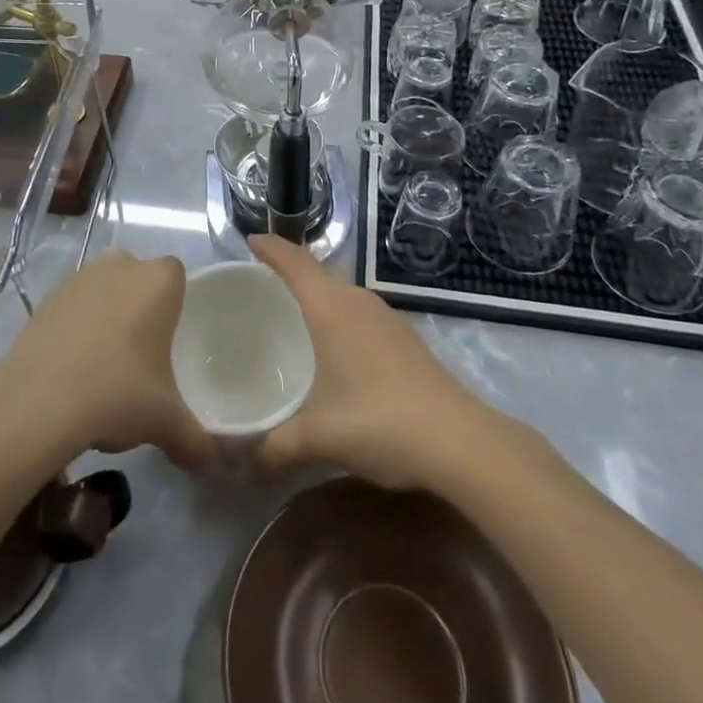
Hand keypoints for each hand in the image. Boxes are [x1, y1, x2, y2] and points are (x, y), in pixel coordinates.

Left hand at [0, 250, 215, 470]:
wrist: (37, 402)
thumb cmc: (117, 393)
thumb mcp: (166, 423)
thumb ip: (197, 441)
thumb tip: (215, 464)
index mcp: (160, 280)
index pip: (177, 276)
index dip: (176, 305)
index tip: (171, 342)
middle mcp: (122, 266)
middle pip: (139, 279)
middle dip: (141, 307)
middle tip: (141, 355)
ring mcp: (80, 277)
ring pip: (104, 289)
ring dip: (107, 314)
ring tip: (104, 365)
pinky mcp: (47, 297)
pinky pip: (73, 305)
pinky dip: (76, 326)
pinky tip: (73, 367)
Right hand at [248, 234, 483, 489]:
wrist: (461, 441)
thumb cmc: (381, 423)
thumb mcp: (320, 437)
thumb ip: (276, 446)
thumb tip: (242, 463)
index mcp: (332, 308)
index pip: (295, 263)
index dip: (270, 247)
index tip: (248, 239)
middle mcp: (358, 302)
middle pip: (317, 273)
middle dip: (287, 271)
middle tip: (257, 285)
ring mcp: (385, 318)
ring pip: (340, 292)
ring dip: (315, 293)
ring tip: (290, 312)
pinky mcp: (403, 338)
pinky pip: (357, 311)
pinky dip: (336, 314)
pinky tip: (333, 346)